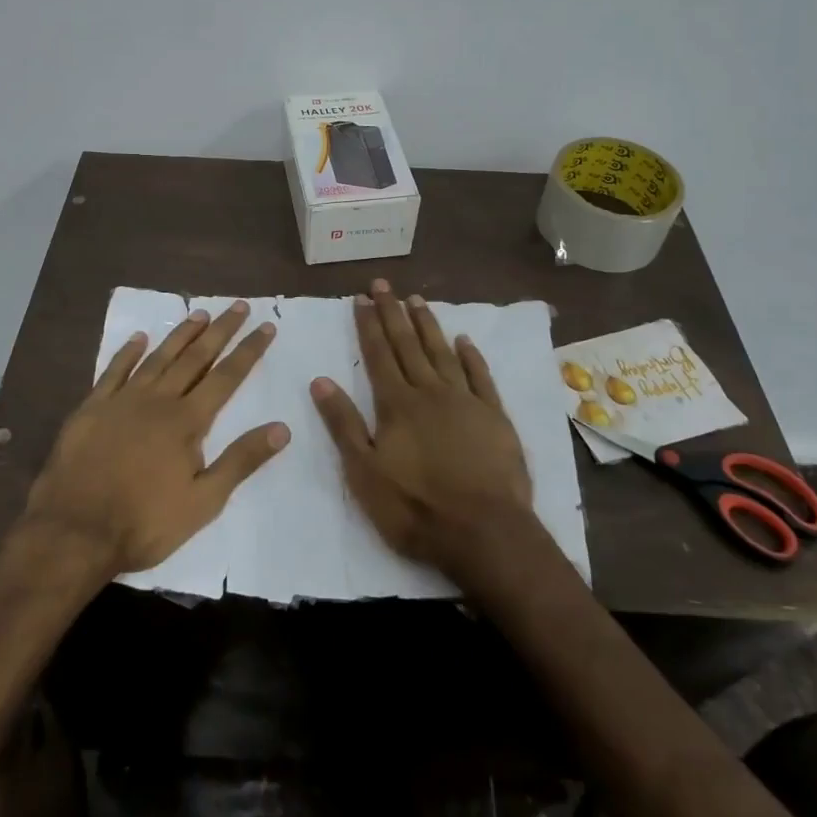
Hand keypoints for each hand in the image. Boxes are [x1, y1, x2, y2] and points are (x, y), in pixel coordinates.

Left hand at [23, 300, 290, 575]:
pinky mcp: (91, 408)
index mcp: (186, 422)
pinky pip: (113, 371)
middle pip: (195, 358)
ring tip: (199, 313)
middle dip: (220, 331)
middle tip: (238, 306)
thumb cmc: (144, 522)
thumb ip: (241, 461)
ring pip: (158, 358)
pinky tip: (139, 338)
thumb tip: (282, 428)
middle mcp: (157, 400)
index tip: (265, 327)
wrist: (73, 531)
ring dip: (181, 334)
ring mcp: (121, 401)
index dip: (248, 351)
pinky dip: (128, 352)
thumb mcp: (203, 502)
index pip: (227, 377)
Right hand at [310, 280, 536, 586]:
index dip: (368, 325)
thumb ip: (344, 424)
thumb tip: (321, 380)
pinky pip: (480, 376)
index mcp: (396, 405)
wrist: (485, 532)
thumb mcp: (364, 473)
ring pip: (442, 352)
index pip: (378, 355)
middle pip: (408, 344)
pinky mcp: (495, 416)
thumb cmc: (415, 508)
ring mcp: (465, 401)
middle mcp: (430, 392)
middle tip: (383, 284)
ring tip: (416, 299)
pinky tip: (464, 340)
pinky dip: (471, 356)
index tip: (361, 298)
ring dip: (427, 325)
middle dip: (393, 313)